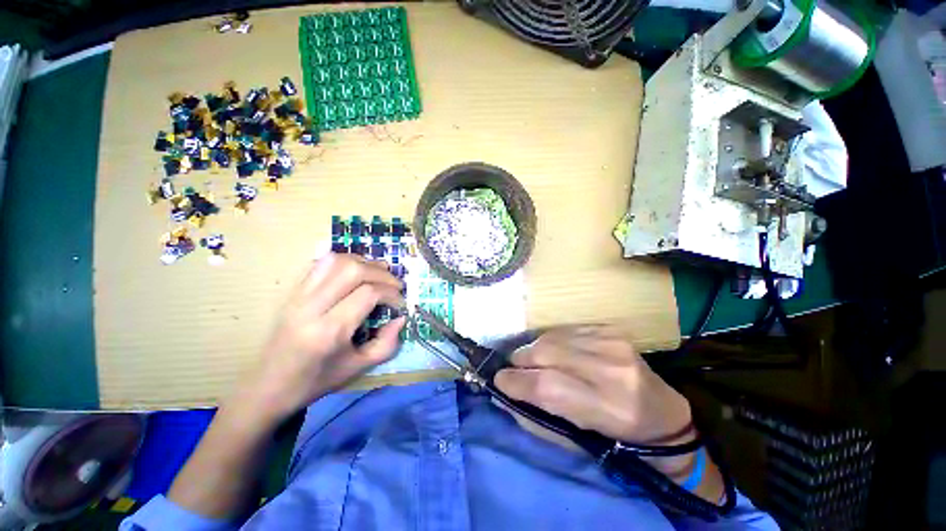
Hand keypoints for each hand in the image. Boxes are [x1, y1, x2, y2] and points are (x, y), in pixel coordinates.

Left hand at [234, 253, 405, 423]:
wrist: (268, 386)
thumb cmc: (316, 380)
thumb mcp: (358, 367)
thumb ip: (387, 344)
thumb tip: (402, 318)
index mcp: (328, 331)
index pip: (368, 293)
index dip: (391, 293)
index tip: (400, 304)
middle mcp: (311, 307)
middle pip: (352, 270)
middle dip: (381, 273)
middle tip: (394, 285)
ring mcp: (297, 296)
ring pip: (334, 261)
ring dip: (363, 262)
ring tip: (378, 273)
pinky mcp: (291, 292)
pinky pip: (318, 264)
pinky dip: (342, 261)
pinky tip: (353, 271)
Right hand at [494, 326, 693, 445]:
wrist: (662, 413)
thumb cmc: (616, 437)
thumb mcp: (575, 440)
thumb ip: (535, 417)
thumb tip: (501, 394)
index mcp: (606, 408)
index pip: (547, 386)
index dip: (515, 381)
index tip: (498, 380)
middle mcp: (611, 370)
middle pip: (547, 353)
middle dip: (520, 359)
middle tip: (513, 368)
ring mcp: (613, 344)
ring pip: (553, 337)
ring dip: (534, 348)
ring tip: (531, 359)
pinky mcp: (611, 330)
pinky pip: (566, 329)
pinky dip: (551, 339)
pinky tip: (553, 350)